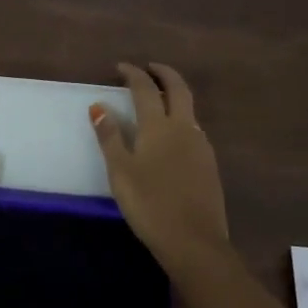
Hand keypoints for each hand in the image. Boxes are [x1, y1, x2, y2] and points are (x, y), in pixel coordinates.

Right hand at [91, 63, 230, 268]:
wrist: (194, 241)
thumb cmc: (149, 204)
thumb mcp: (120, 171)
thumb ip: (110, 137)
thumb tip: (98, 106)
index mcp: (159, 126)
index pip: (145, 89)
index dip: (133, 74)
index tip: (121, 66)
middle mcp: (184, 128)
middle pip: (178, 89)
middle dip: (164, 73)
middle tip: (149, 68)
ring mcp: (201, 146)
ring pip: (190, 109)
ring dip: (175, 95)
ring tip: (159, 99)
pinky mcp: (209, 164)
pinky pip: (194, 129)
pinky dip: (181, 118)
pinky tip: (172, 135)